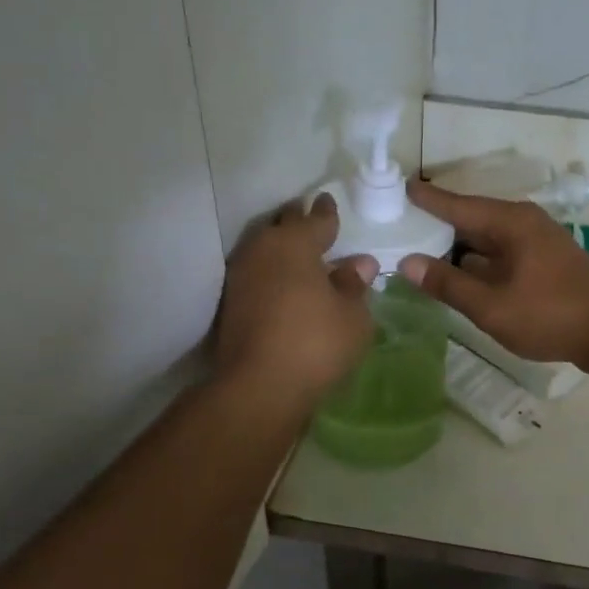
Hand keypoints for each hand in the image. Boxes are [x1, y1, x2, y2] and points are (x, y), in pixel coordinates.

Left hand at [216, 194, 377, 401]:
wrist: (259, 386)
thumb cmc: (316, 342)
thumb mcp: (352, 315)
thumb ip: (354, 285)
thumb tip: (358, 264)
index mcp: (294, 243)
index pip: (315, 218)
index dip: (326, 212)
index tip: (328, 202)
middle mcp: (262, 250)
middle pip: (282, 226)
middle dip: (298, 221)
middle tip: (313, 222)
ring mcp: (240, 276)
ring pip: (264, 249)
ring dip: (282, 248)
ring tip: (301, 255)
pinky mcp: (230, 304)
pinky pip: (257, 273)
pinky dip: (272, 272)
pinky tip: (285, 285)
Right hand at [399, 179, 588, 370]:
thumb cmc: (551, 315)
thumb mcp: (492, 306)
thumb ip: (449, 284)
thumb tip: (408, 263)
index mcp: (510, 222)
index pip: (457, 204)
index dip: (425, 199)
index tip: (396, 189)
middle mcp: (523, 222)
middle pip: (470, 218)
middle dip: (436, 223)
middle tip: (397, 226)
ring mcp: (537, 241)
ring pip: (486, 237)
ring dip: (457, 245)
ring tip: (419, 250)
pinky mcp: (545, 260)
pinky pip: (501, 252)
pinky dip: (477, 259)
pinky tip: (459, 274)